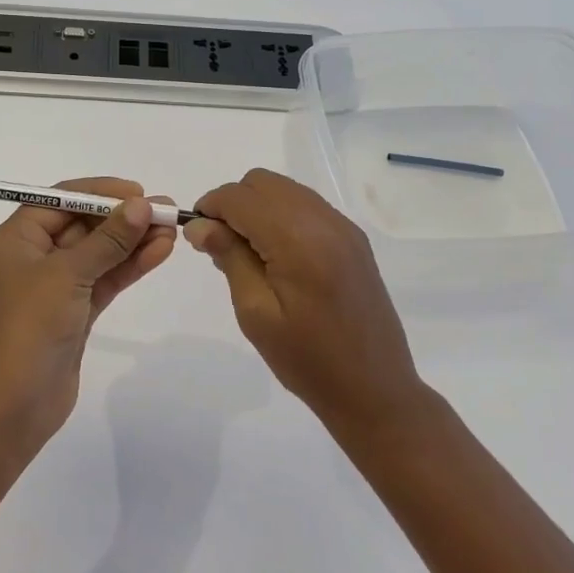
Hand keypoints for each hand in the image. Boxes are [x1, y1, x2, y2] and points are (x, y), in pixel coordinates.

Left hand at [0, 177, 176, 445]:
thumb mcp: (68, 275)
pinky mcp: (74, 311)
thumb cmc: (30, 327)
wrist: (16, 403)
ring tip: (171, 229)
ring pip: (98, 253)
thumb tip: (140, 205)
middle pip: (82, 225)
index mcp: (15, 239)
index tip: (137, 191)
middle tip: (164, 210)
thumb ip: (108, 239)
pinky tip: (160, 252)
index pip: (59, 200)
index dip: (99, 192)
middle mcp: (32, 257)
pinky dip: (129, 266)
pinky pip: (104, 279)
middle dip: (122, 217)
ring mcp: (55, 286)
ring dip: (132, 241)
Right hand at [186, 168, 421, 429]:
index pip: (240, 197)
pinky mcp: (353, 239)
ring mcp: (343, 228)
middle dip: (233, 203)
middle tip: (221, 246)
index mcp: (298, 241)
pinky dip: (281, 215)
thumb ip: (229, 258)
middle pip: (262, 182)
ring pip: (284, 189)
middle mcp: (324, 222)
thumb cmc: (308, 360)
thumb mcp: (256, 313)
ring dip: (257, 207)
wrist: (374, 390)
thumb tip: (200, 225)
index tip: (198, 237)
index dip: (211, 208)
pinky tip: (277, 255)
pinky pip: (306, 206)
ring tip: (247, 253)